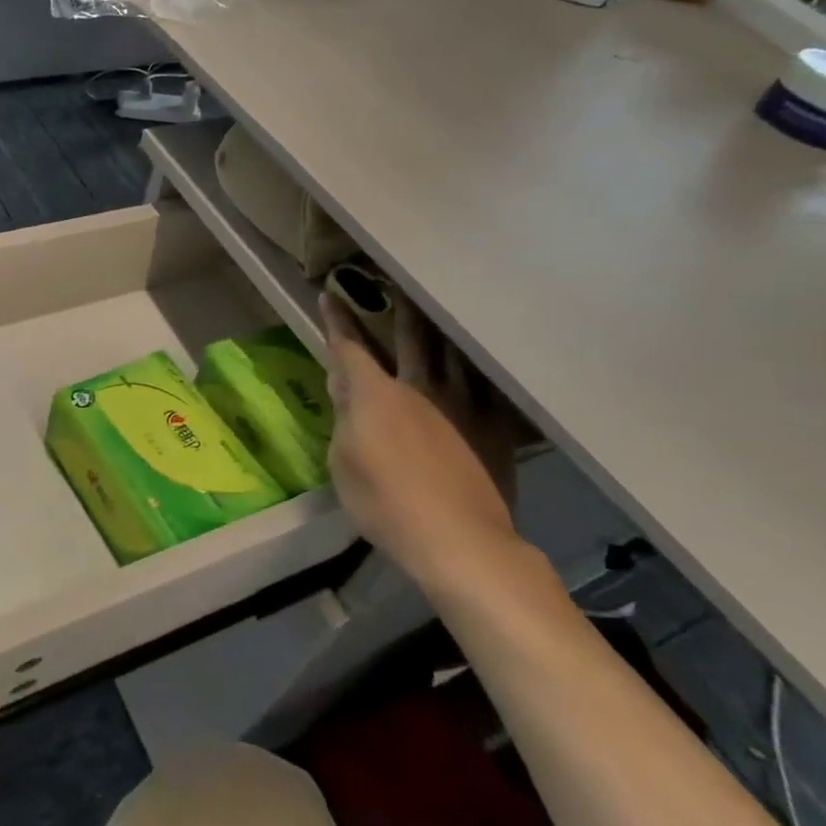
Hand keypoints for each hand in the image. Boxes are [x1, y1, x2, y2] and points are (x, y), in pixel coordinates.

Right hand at [321, 291, 521, 587]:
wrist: (460, 542)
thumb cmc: (385, 504)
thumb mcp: (343, 464)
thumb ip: (344, 420)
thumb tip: (344, 387)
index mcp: (376, 395)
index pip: (350, 348)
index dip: (338, 321)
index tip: (330, 294)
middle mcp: (419, 388)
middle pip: (410, 338)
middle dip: (399, 310)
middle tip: (398, 284)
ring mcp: (462, 405)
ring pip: (453, 354)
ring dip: (442, 331)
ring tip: (442, 313)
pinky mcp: (494, 428)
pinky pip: (487, 387)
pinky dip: (479, 370)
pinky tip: (483, 365)